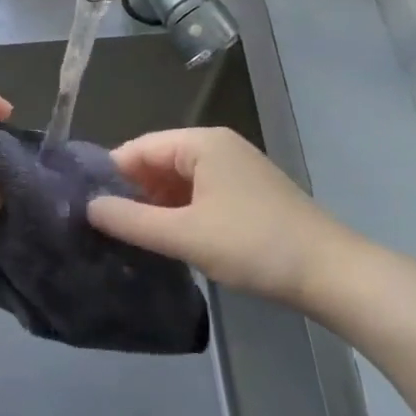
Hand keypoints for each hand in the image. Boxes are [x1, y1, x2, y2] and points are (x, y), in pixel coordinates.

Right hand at [86, 126, 349, 308]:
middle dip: (132, 192)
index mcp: (202, 143)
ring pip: (178, 181)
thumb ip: (131, 220)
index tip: (85, 208)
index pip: (139, 148)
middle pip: (158, 162)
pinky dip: (180, 213)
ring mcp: (236, 170)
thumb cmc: (253, 245)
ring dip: (156, 206)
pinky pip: (199, 194)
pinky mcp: (247, 194)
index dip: (110, 176)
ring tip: (129, 238)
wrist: (331, 273)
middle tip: (103, 228)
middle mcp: (218, 147)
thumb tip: (89, 207)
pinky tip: (167, 239)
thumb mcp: (185, 235)